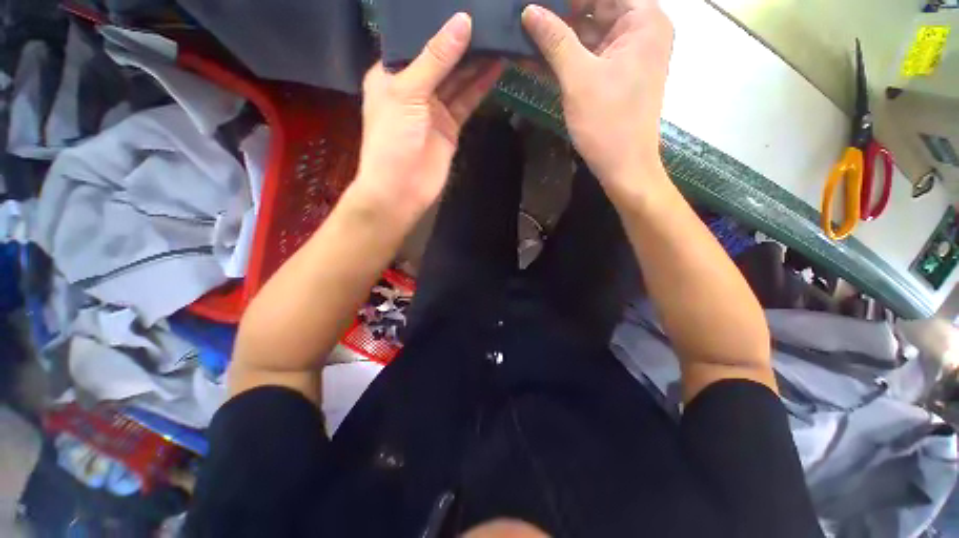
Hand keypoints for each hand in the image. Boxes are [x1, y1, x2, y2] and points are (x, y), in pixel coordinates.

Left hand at [352, 13, 503, 221]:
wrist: (402, 189)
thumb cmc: (392, 139)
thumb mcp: (408, 92)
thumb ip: (436, 59)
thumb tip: (462, 22)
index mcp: (391, 73)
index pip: (416, 40)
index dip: (438, 23)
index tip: (464, 5)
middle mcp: (413, 87)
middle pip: (440, 58)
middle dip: (462, 41)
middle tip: (488, 20)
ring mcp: (433, 108)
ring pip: (457, 79)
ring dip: (475, 62)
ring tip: (498, 38)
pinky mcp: (450, 127)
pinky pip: (466, 101)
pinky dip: (479, 86)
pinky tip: (495, 68)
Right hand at [522, 0, 672, 199]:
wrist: (623, 166)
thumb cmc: (607, 121)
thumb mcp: (578, 78)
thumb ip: (555, 40)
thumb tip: (530, 11)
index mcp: (643, 20)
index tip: (540, 1)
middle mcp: (641, 31)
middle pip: (597, 8)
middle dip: (562, 13)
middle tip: (529, 16)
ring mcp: (628, 54)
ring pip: (590, 33)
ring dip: (559, 37)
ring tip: (526, 35)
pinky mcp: (616, 76)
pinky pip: (589, 56)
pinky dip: (567, 58)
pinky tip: (538, 57)